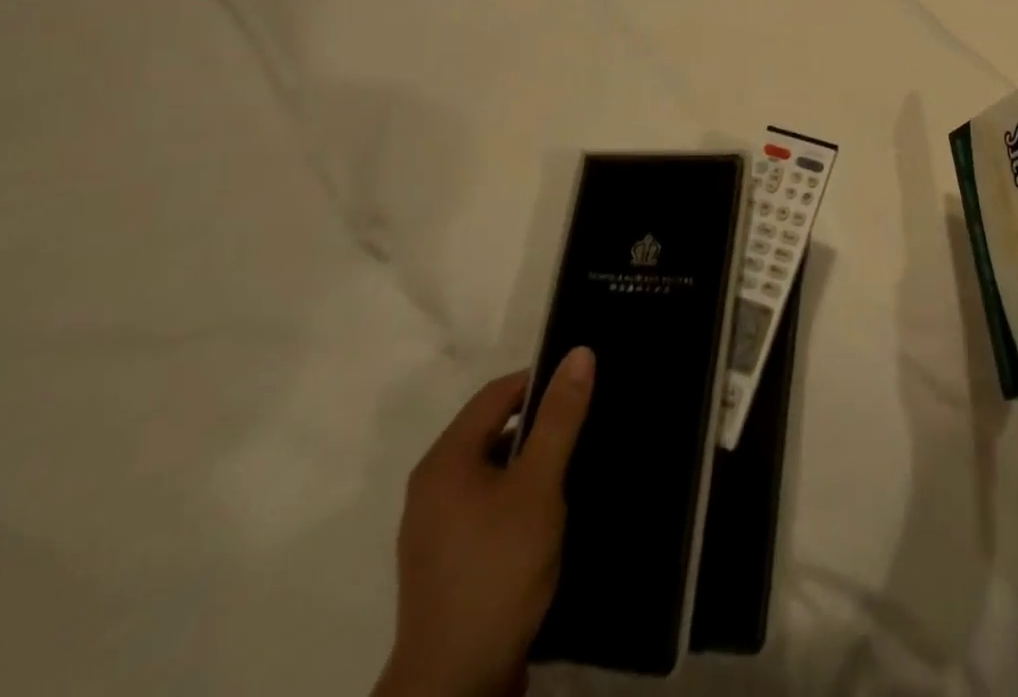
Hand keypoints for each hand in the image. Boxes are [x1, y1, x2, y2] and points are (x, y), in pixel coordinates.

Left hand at [374, 350, 594, 696]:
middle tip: (586, 423)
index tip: (583, 385)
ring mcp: (434, 528)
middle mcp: (431, 487)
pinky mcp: (446, 561)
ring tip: (576, 464)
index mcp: (444, 461)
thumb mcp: (539, 484)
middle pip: (491, 430)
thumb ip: (559, 418)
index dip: (540, 381)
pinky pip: (487, 503)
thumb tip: (579, 353)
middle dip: (539, 422)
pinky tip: (550, 511)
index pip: (496, 394)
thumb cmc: (498, 568)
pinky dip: (518, 494)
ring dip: (530, 461)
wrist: (456, 683)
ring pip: (491, 469)